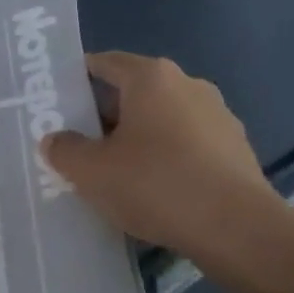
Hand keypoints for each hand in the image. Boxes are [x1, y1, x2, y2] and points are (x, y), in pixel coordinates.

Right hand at [43, 52, 283, 272]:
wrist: (238, 229)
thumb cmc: (156, 184)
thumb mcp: (92, 172)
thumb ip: (65, 151)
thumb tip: (55, 140)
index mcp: (151, 77)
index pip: (105, 63)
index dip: (78, 79)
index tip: (59, 103)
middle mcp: (188, 84)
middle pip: (134, 91)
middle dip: (106, 116)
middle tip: (81, 145)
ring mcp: (218, 115)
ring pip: (164, 120)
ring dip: (140, 139)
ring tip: (118, 173)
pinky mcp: (236, 148)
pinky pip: (189, 145)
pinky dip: (169, 158)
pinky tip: (157, 191)